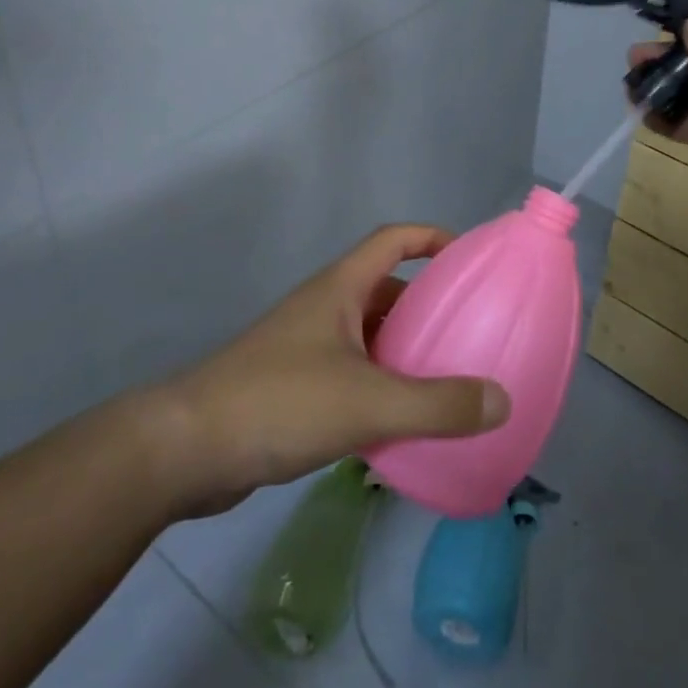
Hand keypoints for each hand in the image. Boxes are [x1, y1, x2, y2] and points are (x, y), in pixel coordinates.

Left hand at [155, 225, 510, 514]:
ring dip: (403, 350)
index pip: (392, 239)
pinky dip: (380, 387)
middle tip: (467, 330)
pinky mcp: (292, 389)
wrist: (185, 450)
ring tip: (445, 378)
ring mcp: (304, 349)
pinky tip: (400, 423)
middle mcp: (323, 309)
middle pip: (384, 290)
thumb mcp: (368, 402)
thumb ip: (437, 404)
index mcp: (339, 289)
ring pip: (367, 336)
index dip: (432, 237)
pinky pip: (351, 375)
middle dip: (425, 304)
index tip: (469, 257)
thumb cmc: (278, 403)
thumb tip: (502, 400)